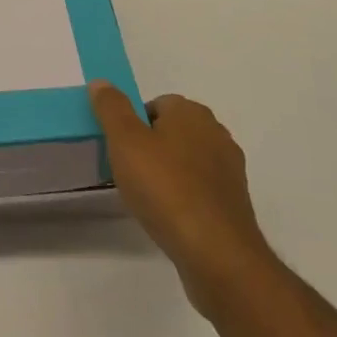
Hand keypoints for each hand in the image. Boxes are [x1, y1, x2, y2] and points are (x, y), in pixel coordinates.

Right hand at [90, 81, 272, 319]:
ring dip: (170, 173)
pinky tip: (171, 217)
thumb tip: (101, 82)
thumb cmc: (166, 188)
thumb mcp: (125, 140)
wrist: (217, 254)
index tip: (121, 149)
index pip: (156, 104)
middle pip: (173, 131)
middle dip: (152, 147)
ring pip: (188, 161)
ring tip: (149, 198)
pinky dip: (186, 197)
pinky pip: (201, 189)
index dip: (134, 124)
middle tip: (130, 172)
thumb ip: (111, 107)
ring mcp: (230, 170)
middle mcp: (216, 133)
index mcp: (191, 112)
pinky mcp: (235, 204)